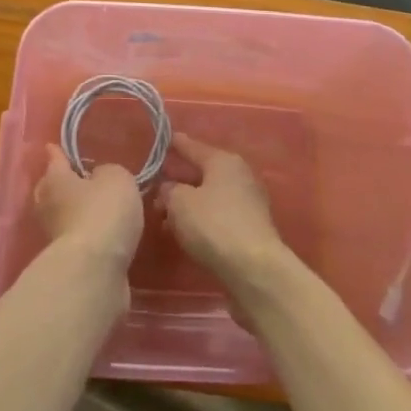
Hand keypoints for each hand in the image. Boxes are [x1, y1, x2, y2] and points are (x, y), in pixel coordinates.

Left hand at [35, 145, 143, 273]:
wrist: (96, 271)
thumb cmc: (103, 212)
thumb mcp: (116, 179)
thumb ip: (109, 173)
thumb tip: (99, 179)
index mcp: (55, 179)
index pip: (55, 159)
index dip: (57, 152)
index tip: (52, 146)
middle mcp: (48, 207)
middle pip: (50, 190)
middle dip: (61, 185)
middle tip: (76, 179)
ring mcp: (55, 238)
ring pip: (63, 217)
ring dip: (75, 213)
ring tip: (96, 209)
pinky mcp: (68, 264)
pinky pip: (77, 240)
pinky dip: (86, 236)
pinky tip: (102, 234)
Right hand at [155, 133, 286, 287]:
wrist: (255, 269)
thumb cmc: (214, 225)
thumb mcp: (180, 203)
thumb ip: (169, 191)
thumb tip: (169, 188)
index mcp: (223, 161)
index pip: (193, 147)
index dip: (175, 144)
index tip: (162, 140)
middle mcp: (239, 175)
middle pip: (202, 173)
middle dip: (178, 181)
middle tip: (155, 189)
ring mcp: (248, 202)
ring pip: (209, 197)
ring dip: (187, 205)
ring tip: (164, 219)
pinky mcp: (251, 228)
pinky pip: (218, 216)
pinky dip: (201, 220)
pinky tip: (185, 233)